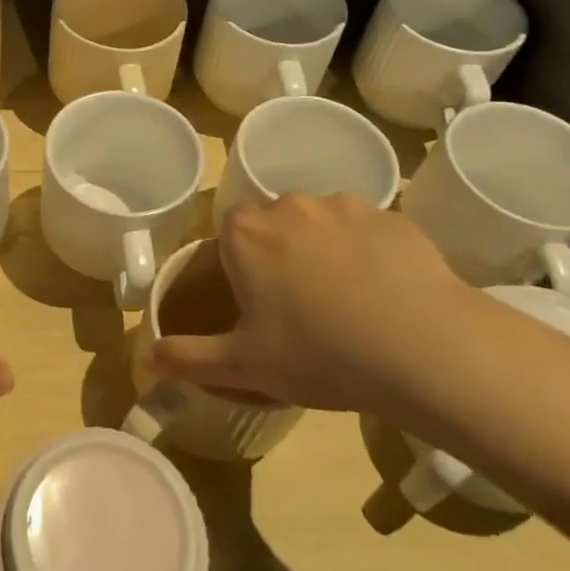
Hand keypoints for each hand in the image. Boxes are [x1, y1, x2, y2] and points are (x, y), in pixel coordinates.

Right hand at [149, 193, 477, 411]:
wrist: (425, 349)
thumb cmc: (319, 354)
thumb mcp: (243, 365)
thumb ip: (187, 358)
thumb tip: (143, 361)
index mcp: (246, 233)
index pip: (227, 234)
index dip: (239, 267)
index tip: (256, 304)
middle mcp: (290, 204)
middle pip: (272, 224)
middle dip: (279, 255)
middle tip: (300, 307)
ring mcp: (345, 205)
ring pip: (320, 224)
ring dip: (323, 250)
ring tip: (347, 302)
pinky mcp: (394, 216)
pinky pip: (367, 231)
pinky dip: (368, 253)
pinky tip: (385, 294)